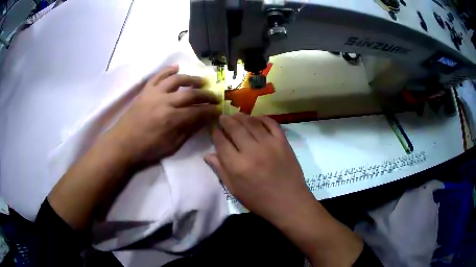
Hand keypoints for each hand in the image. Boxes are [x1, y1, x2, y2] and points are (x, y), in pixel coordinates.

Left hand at [106, 65, 219, 164]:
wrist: (122, 144)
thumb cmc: (147, 149)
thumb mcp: (171, 146)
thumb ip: (188, 131)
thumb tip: (203, 120)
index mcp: (172, 119)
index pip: (198, 111)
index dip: (211, 111)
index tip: (220, 110)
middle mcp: (164, 102)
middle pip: (190, 94)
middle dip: (206, 95)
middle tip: (215, 97)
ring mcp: (154, 94)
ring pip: (176, 80)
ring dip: (191, 79)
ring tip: (201, 81)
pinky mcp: (145, 91)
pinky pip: (157, 76)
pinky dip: (167, 70)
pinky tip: (176, 68)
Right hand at [205, 113, 363, 265]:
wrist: (289, 202)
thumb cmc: (259, 200)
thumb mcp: (235, 190)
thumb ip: (221, 170)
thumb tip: (208, 155)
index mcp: (237, 166)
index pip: (221, 142)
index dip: (215, 132)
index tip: (213, 128)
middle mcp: (252, 151)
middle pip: (235, 128)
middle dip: (226, 120)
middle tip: (222, 117)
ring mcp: (269, 144)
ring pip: (251, 122)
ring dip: (242, 116)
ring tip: (236, 115)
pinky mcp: (283, 142)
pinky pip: (271, 123)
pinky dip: (262, 118)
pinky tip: (256, 118)